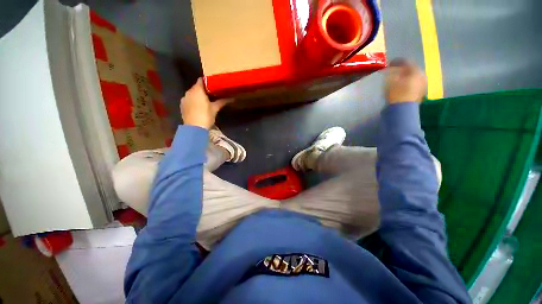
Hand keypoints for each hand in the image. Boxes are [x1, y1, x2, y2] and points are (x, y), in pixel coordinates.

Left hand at [180, 78, 231, 128]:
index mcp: (197, 90)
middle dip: (204, 90)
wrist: (194, 129)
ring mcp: (184, 99)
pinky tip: (199, 107)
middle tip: (212, 94)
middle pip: (196, 87)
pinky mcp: (182, 106)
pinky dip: (194, 101)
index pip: (201, 80)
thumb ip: (222, 101)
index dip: (208, 81)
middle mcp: (189, 92)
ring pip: (192, 94)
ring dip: (198, 96)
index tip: (214, 84)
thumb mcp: (215, 109)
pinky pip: (189, 100)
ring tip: (206, 101)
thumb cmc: (206, 116)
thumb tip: (232, 98)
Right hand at [385, 58, 427, 103]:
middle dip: (402, 70)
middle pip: (411, 69)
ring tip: (398, 79)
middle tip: (394, 71)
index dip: (397, 62)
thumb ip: (391, 73)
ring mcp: (423, 84)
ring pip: (413, 76)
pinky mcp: (422, 92)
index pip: (406, 62)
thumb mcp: (390, 82)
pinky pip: (415, 83)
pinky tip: (402, 85)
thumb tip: (391, 69)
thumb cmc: (396, 94)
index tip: (389, 63)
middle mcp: (422, 75)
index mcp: (415, 71)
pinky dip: (408, 83)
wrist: (403, 109)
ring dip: (406, 76)